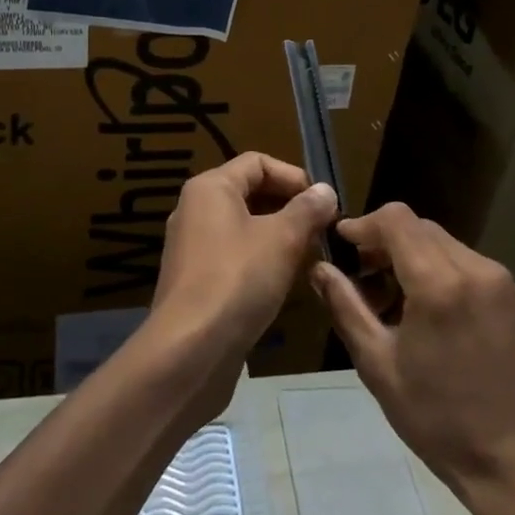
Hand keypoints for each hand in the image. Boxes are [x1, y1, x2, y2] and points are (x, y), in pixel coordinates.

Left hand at [151, 152, 337, 362]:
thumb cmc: (237, 280)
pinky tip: (285, 283)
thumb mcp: (282, 240)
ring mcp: (192, 247)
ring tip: (311, 256)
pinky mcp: (195, 281)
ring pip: (244, 228)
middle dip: (290, 208)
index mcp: (211, 188)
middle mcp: (195, 210)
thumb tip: (325, 190)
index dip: (295, 176)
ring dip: (279, 237)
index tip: (323, 203)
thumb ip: (306, 210)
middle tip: (323, 230)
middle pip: (250, 193)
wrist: (189, 351)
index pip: (258, 163)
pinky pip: (234, 256)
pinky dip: (261, 261)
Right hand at [312, 203, 514, 496]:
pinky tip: (423, 306)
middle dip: (384, 241)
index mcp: (439, 284)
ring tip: (389, 296)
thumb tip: (319, 268)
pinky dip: (435, 267)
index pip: (396, 219)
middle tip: (360, 276)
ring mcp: (498, 278)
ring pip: (440, 241)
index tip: (342, 244)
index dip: (364, 223)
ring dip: (409, 253)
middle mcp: (473, 268)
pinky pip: (462, 260)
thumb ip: (346, 306)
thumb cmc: (438, 419)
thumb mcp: (378, 365)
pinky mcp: (510, 293)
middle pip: (418, 227)